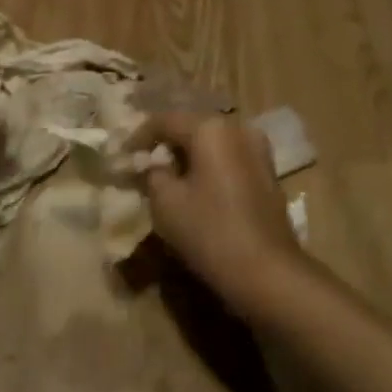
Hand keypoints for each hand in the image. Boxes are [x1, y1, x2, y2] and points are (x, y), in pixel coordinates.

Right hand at [138, 112, 311, 312]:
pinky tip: (195, 188)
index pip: (165, 120)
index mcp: (210, 128)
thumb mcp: (165, 202)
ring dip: (189, 156)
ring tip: (167, 177)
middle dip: (166, 145)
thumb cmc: (209, 231)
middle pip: (192, 128)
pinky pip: (229, 159)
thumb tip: (152, 165)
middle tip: (143, 164)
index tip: (123, 155)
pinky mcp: (269, 173)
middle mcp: (238, 129)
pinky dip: (209, 167)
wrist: (267, 271)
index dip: (139, 137)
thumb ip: (152, 174)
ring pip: (213, 144)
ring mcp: (259, 150)